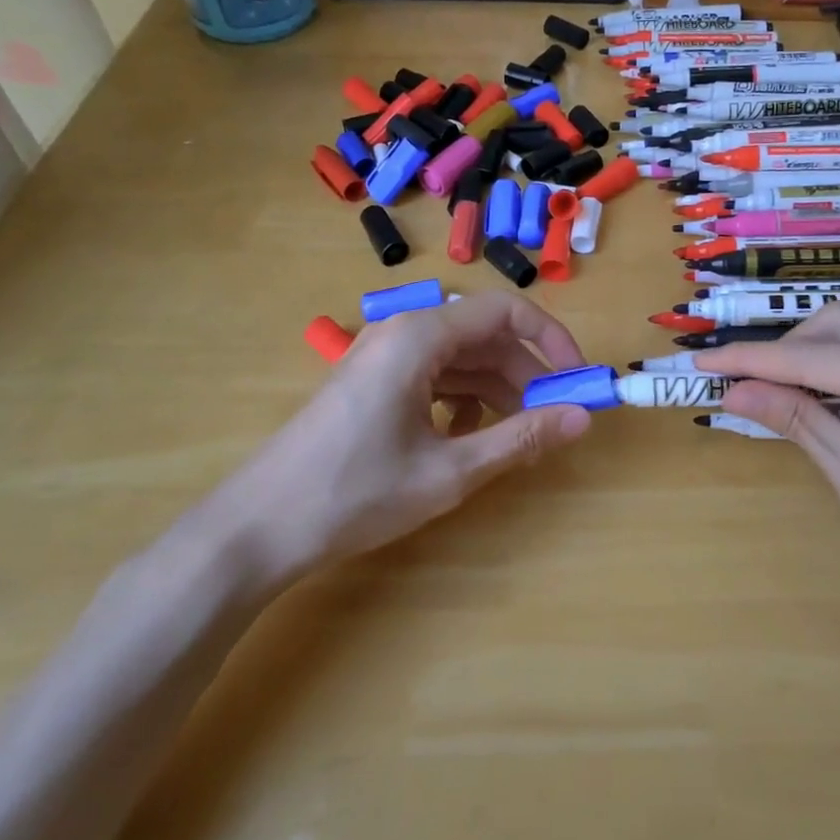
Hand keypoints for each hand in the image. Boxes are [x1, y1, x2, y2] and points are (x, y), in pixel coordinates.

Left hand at [202, 294, 591, 580]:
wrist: (257, 527)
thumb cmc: (355, 494)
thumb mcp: (449, 471)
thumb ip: (520, 439)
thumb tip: (582, 419)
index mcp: (420, 336)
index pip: (505, 312)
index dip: (551, 340)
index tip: (578, 380)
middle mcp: (402, 332)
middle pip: (483, 336)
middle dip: (525, 374)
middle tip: (553, 418)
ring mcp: (382, 356)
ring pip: (460, 359)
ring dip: (496, 391)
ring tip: (515, 436)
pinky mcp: (372, 381)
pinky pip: (433, 376)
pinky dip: (461, 401)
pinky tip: (464, 439)